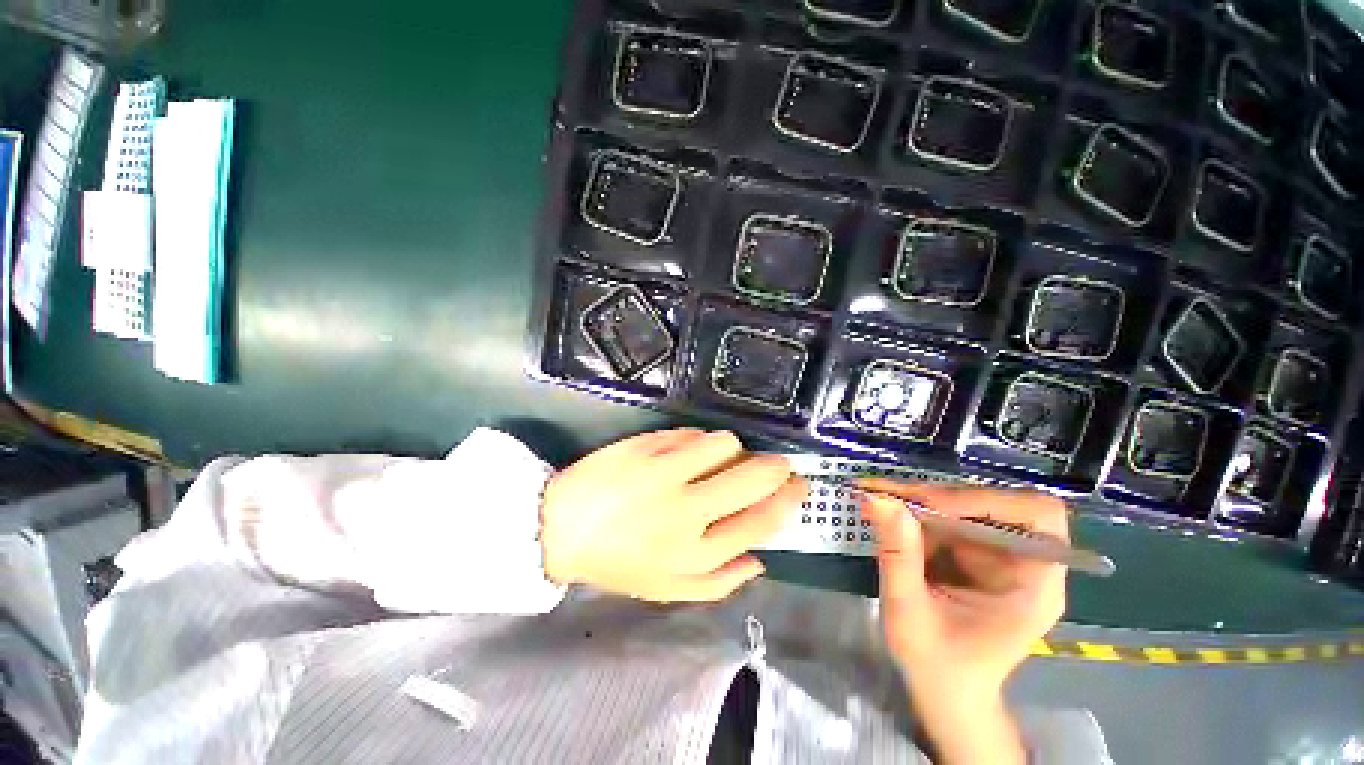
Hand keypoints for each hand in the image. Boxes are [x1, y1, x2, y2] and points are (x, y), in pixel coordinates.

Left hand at [541, 429, 804, 602]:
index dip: (787, 501)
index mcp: (693, 554)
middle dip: (775, 468)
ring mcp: (664, 473)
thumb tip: (761, 561)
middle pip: (752, 479)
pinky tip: (688, 449)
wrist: (560, 528)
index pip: (759, 522)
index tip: (797, 486)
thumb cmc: (617, 560)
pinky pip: (690, 433)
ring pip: (724, 444)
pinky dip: (698, 439)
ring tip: (719, 457)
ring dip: (730, 449)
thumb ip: (719, 581)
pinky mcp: (645, 446)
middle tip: (777, 464)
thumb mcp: (669, 588)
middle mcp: (685, 511)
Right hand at [860, 480, 1068, 764]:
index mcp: (1033, 584)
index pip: (1035, 515)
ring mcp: (997, 555)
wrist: (944, 692)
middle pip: (994, 503)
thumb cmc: (937, 666)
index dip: (985, 500)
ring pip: (964, 505)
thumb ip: (898, 556)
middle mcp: (1023, 562)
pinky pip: (946, 517)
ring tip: (877, 496)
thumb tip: (881, 499)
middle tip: (888, 494)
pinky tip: (886, 512)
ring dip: (920, 499)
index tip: (930, 505)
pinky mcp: (973, 553)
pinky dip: (914, 511)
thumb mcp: (910, 614)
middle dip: (938, 496)